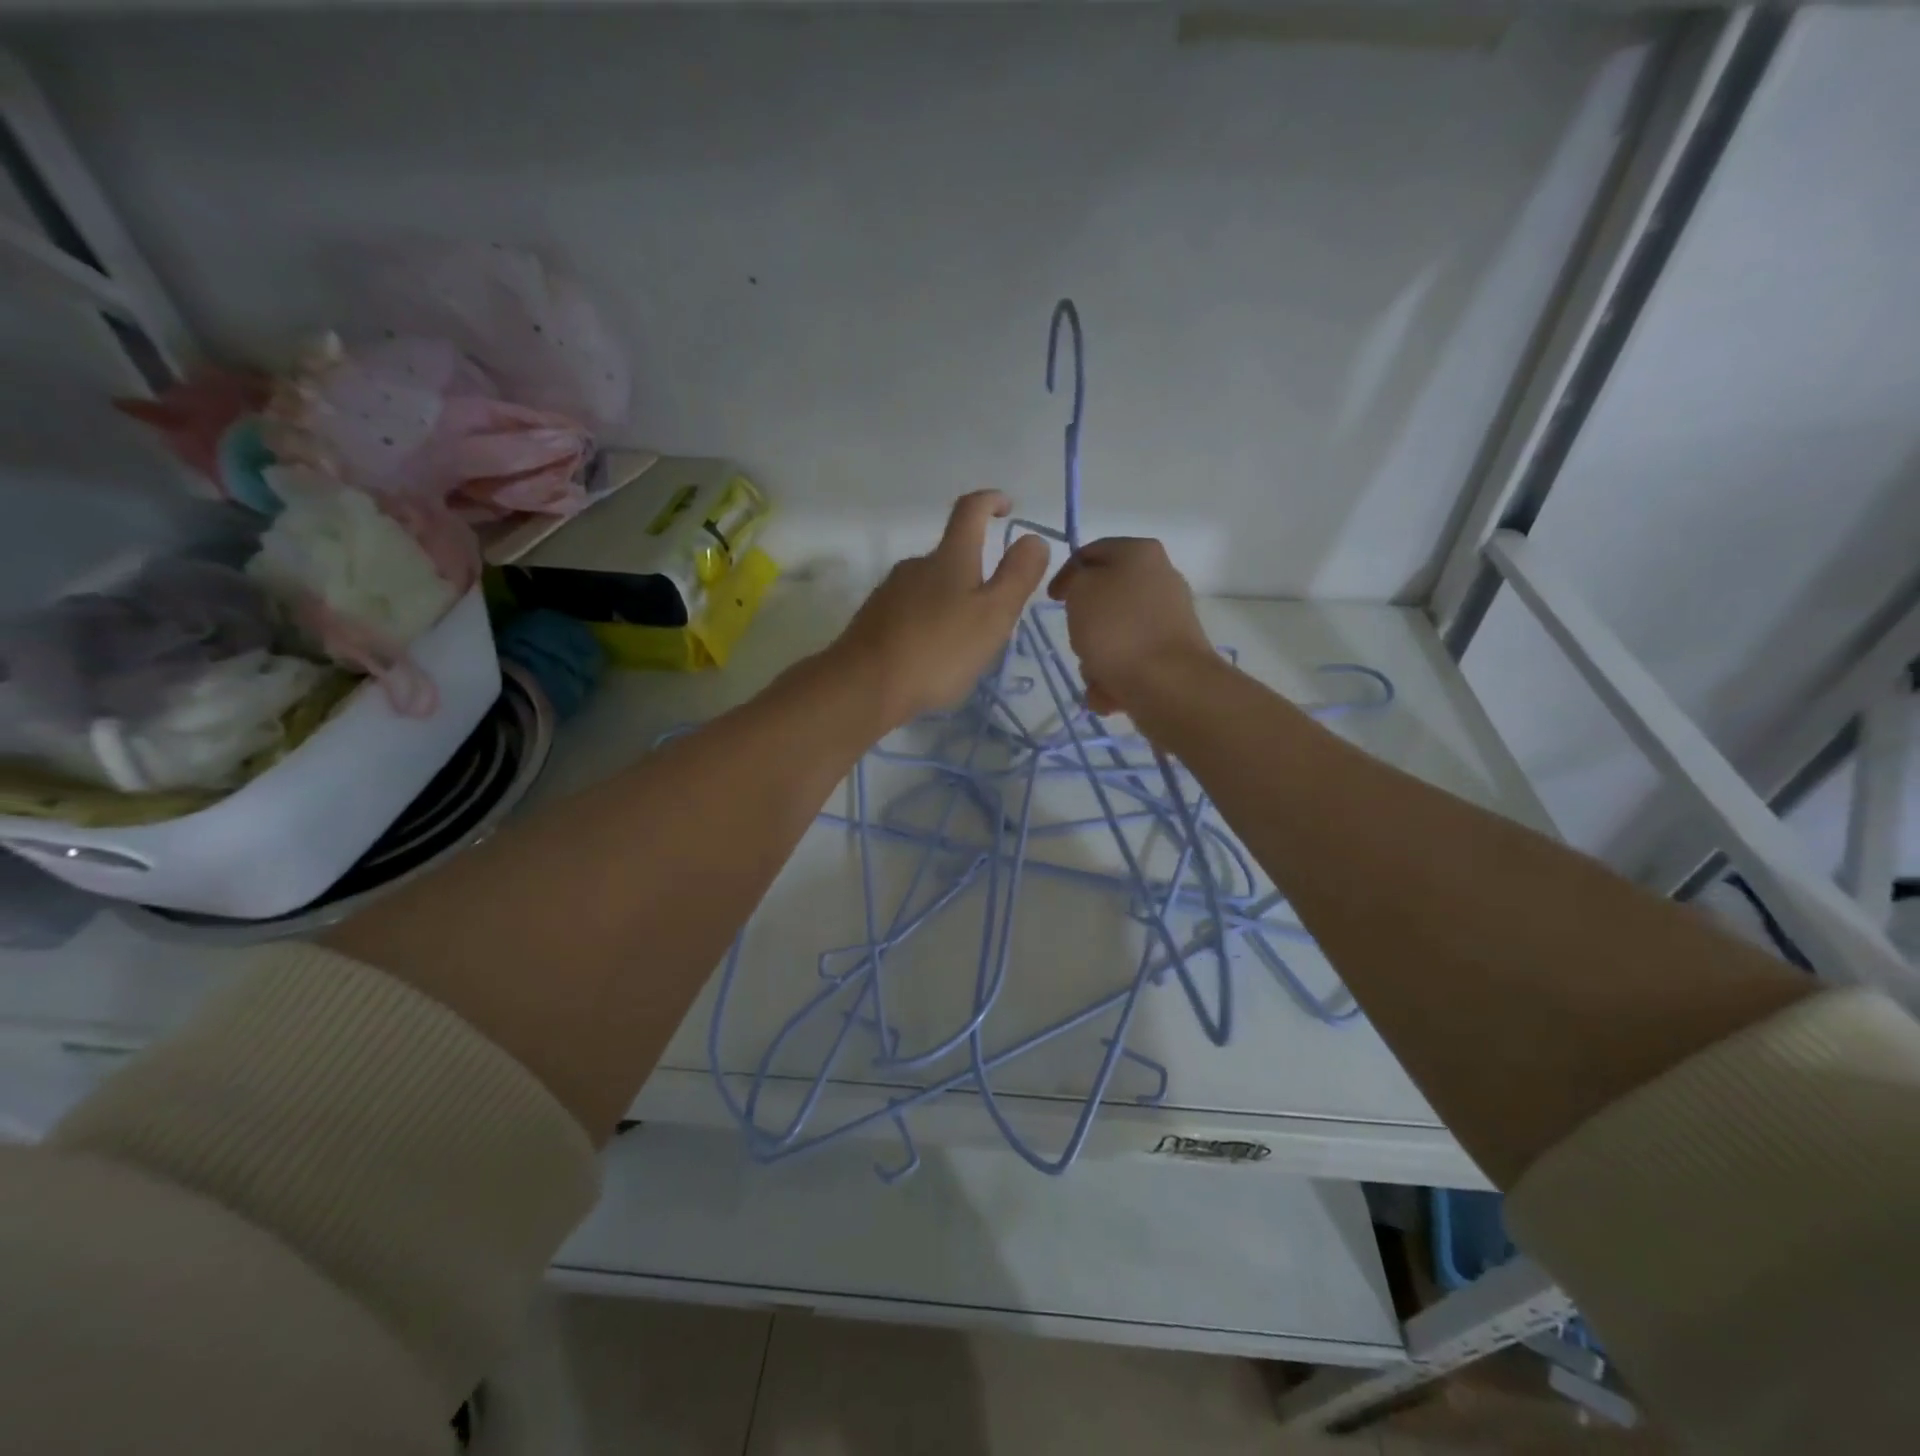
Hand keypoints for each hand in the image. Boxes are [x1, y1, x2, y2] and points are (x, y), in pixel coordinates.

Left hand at [830, 491, 1050, 731]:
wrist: (865, 686)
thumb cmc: (938, 651)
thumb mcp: (993, 615)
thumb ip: (1017, 576)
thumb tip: (1034, 538)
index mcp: (950, 558)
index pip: (971, 510)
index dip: (991, 501)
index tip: (1007, 508)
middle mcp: (916, 565)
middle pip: (951, 555)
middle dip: (976, 574)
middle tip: (994, 614)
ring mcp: (889, 591)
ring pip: (930, 587)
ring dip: (951, 603)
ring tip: (964, 643)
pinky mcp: (873, 619)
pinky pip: (909, 611)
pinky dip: (927, 624)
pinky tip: (931, 656)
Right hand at [1047, 537, 1212, 714]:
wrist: (1167, 683)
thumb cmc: (1118, 629)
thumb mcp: (1081, 591)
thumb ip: (1076, 580)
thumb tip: (1088, 590)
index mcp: (1140, 552)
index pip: (1091, 552)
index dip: (1065, 574)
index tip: (1051, 601)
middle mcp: (1160, 578)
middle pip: (1105, 597)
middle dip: (1085, 622)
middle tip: (1074, 638)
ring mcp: (1169, 618)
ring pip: (1116, 633)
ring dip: (1097, 655)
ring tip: (1094, 674)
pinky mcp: (1172, 653)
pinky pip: (1131, 660)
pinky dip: (1116, 676)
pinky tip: (1110, 692)